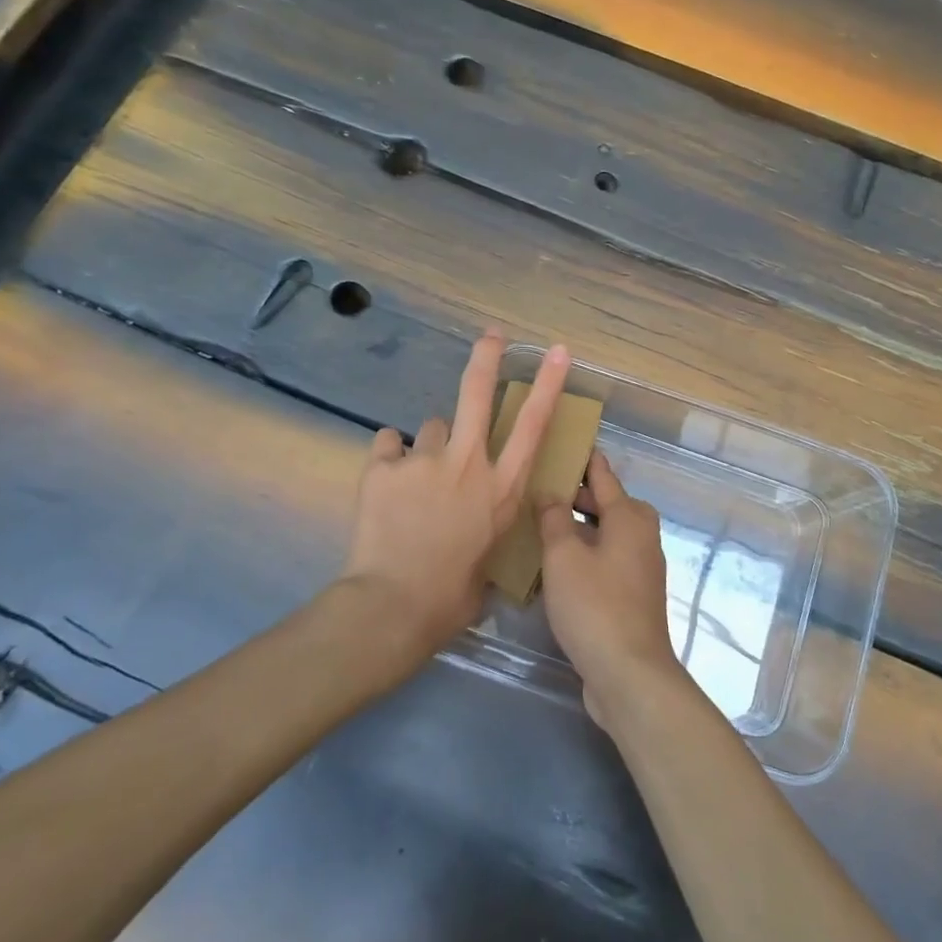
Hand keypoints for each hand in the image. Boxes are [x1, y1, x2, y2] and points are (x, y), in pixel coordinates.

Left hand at [341, 333, 570, 667]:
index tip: (558, 352)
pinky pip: (388, 446)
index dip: (548, 384)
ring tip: (416, 479)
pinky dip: (390, 459)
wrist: (393, 605)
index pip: (533, 426)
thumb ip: (486, 527)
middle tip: (491, 336)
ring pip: (430, 428)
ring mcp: (424, 460)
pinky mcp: (383, 466)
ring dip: (429, 446)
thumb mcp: (488, 559)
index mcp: (501, 488)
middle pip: (477, 393)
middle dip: (487, 358)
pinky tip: (387, 482)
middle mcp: (467, 463)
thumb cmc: (451, 596)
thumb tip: (477, 526)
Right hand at [537, 450, 679, 733]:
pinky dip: (584, 555)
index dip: (583, 458)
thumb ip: (554, 519)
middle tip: (536, 487)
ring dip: (576, 529)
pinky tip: (554, 566)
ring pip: (604, 534)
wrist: (629, 673)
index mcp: (630, 516)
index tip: (563, 441)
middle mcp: (641, 535)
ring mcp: (640, 567)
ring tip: (538, 524)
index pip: (602, 474)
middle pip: (605, 504)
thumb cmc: (595, 605)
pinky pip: (605, 561)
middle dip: (574, 496)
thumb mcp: (564, 556)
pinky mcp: (633, 595)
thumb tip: (550, 492)